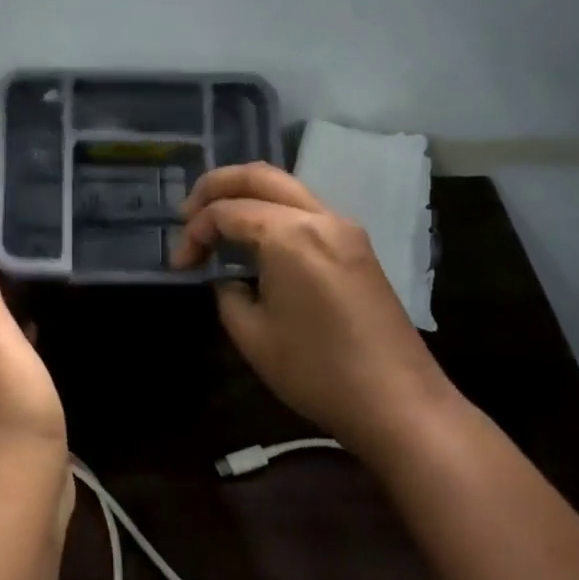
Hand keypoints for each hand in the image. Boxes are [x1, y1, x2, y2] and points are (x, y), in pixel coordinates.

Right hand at [172, 163, 452, 449]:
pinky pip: (304, 210)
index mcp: (290, 235)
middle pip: (259, 176)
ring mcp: (344, 229)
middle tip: (186, 214)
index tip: (179, 266)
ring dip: (245, 196)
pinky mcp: (356, 247)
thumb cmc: (318, 371)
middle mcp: (319, 217)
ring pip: (285, 188)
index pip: (227, 211)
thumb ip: (228, 293)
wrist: (399, 403)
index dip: (193, 233)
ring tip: (215, 222)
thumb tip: (228, 279)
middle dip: (215, 187)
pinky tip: (254, 238)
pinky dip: (271, 211)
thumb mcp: (252, 335)